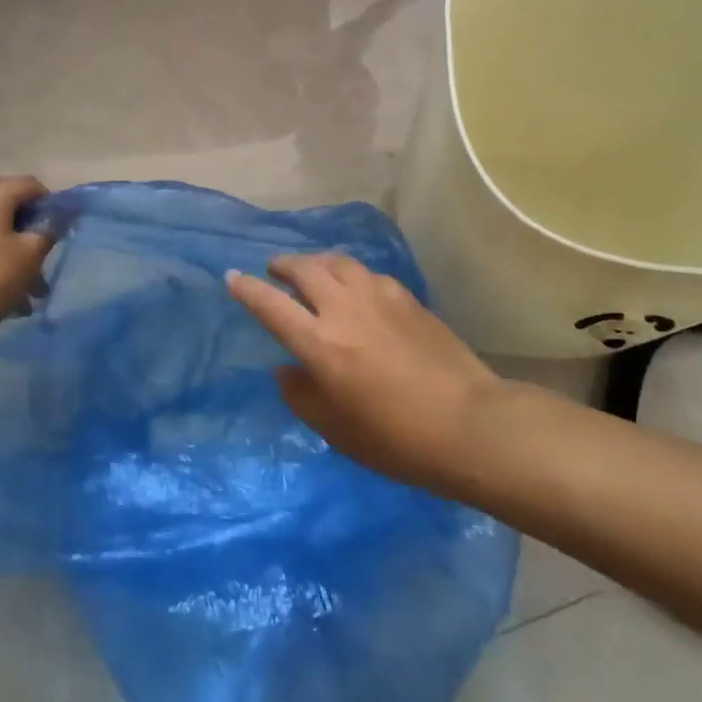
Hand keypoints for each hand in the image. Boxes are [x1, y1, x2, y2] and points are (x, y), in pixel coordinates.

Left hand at [0, 175, 53, 357]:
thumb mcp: (30, 256)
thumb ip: (47, 232)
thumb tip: (51, 222)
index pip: (32, 185)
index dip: (51, 206)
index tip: (59, 234)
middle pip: (8, 203)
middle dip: (28, 227)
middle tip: (40, 254)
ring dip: (10, 249)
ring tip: (26, 288)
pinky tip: (0, 290)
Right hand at [227, 253, 505, 494]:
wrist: (468, 423)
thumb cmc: (396, 439)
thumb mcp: (336, 430)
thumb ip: (301, 395)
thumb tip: (285, 369)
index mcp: (319, 343)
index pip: (271, 305)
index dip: (247, 289)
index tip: (232, 277)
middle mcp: (343, 309)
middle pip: (304, 269)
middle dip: (283, 265)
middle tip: (275, 270)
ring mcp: (378, 297)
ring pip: (337, 262)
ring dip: (316, 262)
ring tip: (312, 271)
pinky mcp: (406, 297)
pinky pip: (367, 273)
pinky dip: (350, 274)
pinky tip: (355, 287)